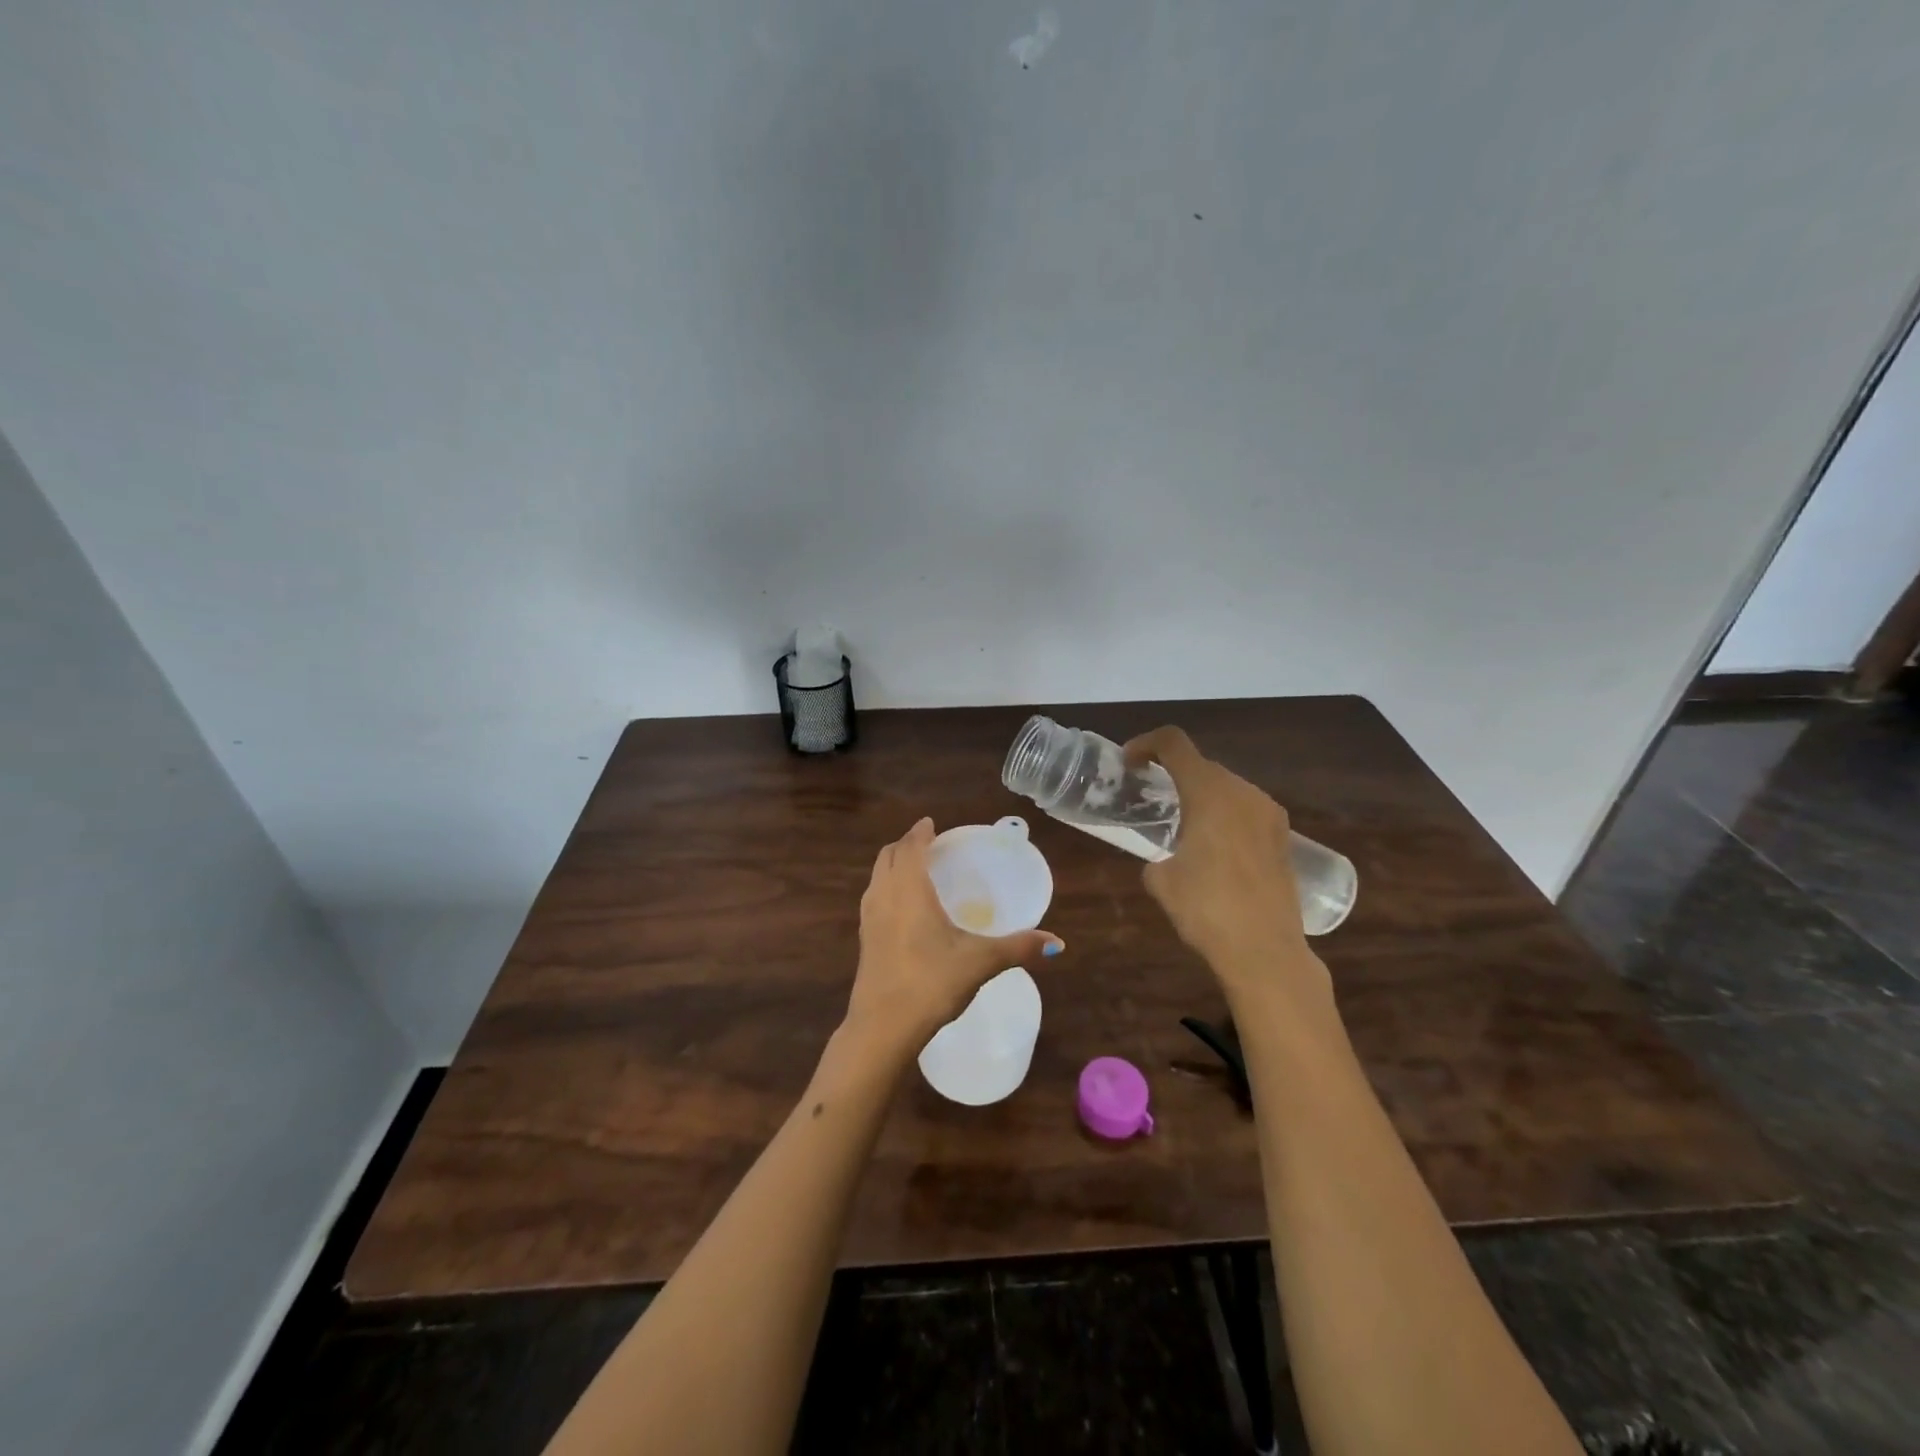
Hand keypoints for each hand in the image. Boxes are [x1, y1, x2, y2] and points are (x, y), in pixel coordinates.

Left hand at [847, 818, 1063, 1054]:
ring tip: (914, 871)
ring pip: (877, 877)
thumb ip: (1018, 948)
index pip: (911, 847)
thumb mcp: (980, 962)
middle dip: (906, 845)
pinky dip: (886, 888)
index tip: (930, 824)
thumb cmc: (931, 982)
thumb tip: (1057, 942)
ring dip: (893, 865)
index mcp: (909, 890)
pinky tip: (903, 909)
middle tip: (927, 844)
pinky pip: (873, 898)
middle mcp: (884, 895)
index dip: (920, 832)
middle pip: (888, 856)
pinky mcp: (863, 940)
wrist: (882, 1027)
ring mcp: (868, 918)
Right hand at [1125, 727, 1329, 1005]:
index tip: (1129, 762)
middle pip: (1202, 764)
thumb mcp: (1161, 880)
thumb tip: (1166, 859)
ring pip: (1227, 787)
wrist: (1265, 951)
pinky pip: (1246, 810)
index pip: (1174, 743)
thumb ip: (1157, 855)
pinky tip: (1214, 848)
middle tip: (1151, 796)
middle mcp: (1243, 792)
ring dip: (1202, 795)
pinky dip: (1224, 815)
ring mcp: (1269, 814)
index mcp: (1209, 792)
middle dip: (1173, 773)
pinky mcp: (1283, 837)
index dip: (1145, 744)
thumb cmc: (1206, 909)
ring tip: (1182, 825)